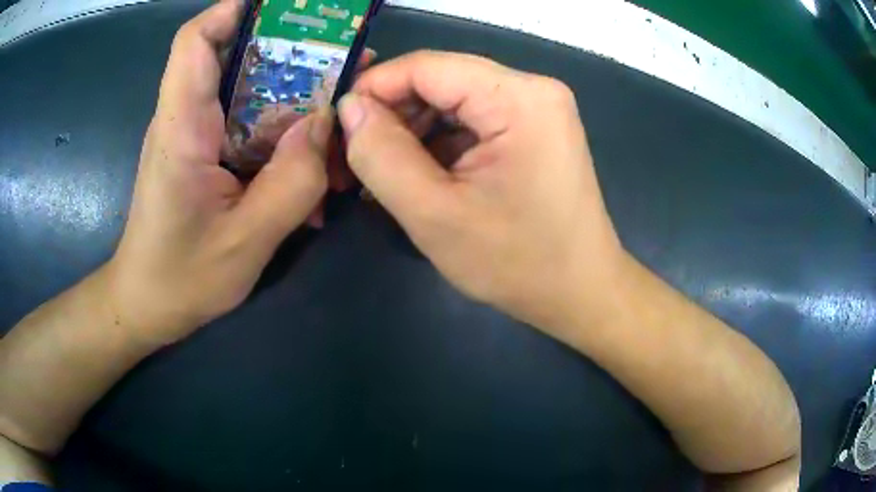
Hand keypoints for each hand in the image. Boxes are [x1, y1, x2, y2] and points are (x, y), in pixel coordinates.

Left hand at [108, 0, 332, 344]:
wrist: (146, 304)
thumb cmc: (180, 279)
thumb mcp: (245, 242)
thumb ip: (292, 182)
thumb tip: (326, 123)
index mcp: (181, 129)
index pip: (195, 41)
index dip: (234, 10)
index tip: (286, 8)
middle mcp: (184, 119)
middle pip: (231, 56)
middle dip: (287, 47)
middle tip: (340, 57)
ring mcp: (193, 136)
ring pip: (244, 90)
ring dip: (290, 91)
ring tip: (337, 104)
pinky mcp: (202, 153)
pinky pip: (244, 123)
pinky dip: (279, 128)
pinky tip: (307, 157)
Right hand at [338, 51, 626, 332]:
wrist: (580, 292)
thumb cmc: (517, 263)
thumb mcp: (435, 215)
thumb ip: (381, 156)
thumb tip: (349, 109)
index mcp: (519, 98)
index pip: (427, 66)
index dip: (374, 88)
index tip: (339, 125)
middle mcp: (533, 89)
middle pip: (441, 80)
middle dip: (393, 114)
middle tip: (356, 157)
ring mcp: (537, 108)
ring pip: (454, 100)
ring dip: (413, 131)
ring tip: (382, 171)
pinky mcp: (535, 128)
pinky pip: (473, 120)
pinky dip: (439, 142)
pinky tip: (419, 173)